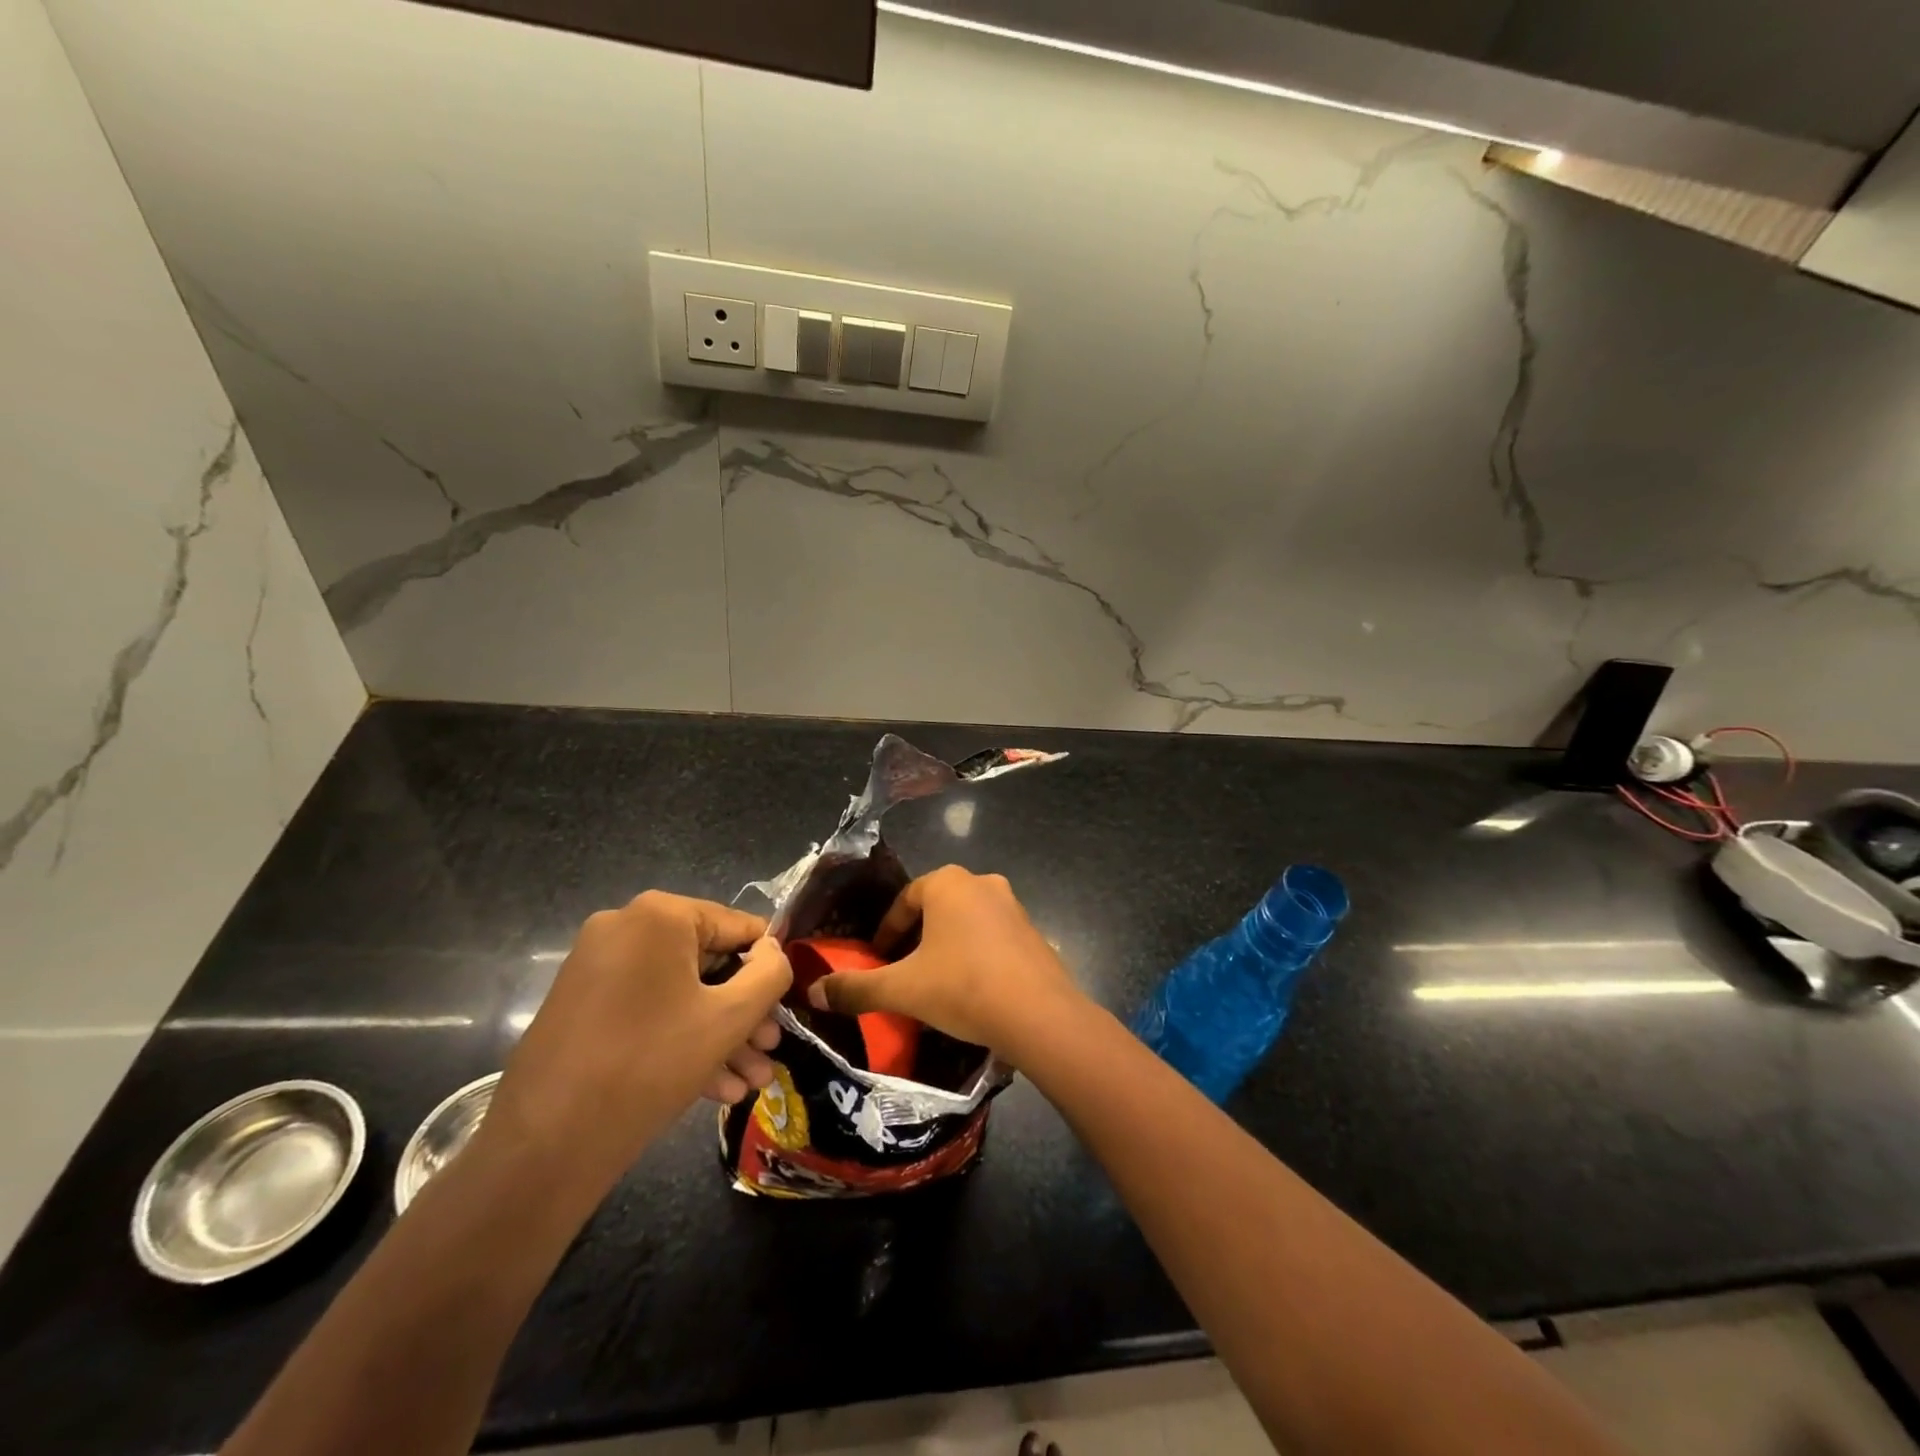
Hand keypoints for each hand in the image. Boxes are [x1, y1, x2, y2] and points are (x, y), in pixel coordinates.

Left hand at [481, 892, 791, 1202]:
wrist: (543, 1145)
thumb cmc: (650, 1063)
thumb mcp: (729, 1018)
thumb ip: (769, 974)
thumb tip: (775, 951)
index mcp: (660, 915)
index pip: (739, 927)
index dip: (770, 966)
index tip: (787, 1007)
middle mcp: (624, 928)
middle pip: (708, 963)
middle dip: (745, 1012)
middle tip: (770, 1049)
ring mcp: (597, 967)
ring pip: (679, 994)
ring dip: (719, 1034)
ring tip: (752, 1081)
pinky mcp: (581, 1006)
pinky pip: (647, 1011)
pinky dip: (680, 1040)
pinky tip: (716, 1090)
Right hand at [805, 866, 1085, 1061]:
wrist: (1038, 1014)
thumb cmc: (962, 988)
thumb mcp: (902, 990)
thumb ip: (856, 989)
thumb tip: (813, 992)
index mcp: (948, 883)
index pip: (905, 900)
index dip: (887, 931)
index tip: (878, 959)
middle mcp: (983, 883)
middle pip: (937, 908)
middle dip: (917, 938)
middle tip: (903, 972)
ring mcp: (1014, 906)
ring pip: (967, 923)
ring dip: (947, 947)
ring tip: (935, 984)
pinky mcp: (1034, 933)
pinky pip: (994, 939)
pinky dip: (976, 957)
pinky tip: (972, 992)